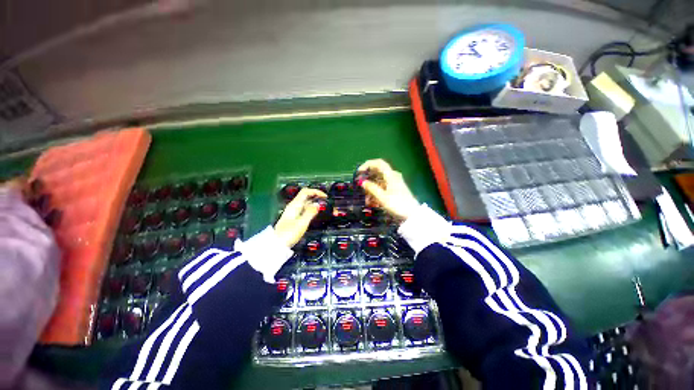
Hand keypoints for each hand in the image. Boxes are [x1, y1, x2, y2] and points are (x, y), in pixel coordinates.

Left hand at [274, 188, 326, 247]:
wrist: (277, 245)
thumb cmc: (288, 234)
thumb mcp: (302, 223)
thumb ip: (310, 212)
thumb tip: (318, 204)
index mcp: (295, 205)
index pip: (305, 192)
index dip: (316, 192)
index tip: (325, 197)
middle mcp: (294, 207)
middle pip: (306, 197)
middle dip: (317, 198)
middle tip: (326, 202)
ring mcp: (293, 212)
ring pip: (306, 204)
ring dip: (315, 204)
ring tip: (324, 209)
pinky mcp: (294, 218)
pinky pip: (304, 210)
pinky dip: (311, 210)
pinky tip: (316, 214)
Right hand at [356, 159, 418, 221]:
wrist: (412, 215)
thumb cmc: (398, 205)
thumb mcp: (382, 197)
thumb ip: (372, 188)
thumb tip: (362, 181)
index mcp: (391, 175)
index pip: (378, 163)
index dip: (367, 164)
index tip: (359, 172)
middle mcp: (393, 176)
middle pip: (377, 172)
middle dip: (368, 179)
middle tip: (360, 186)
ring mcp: (394, 183)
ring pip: (379, 182)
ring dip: (371, 189)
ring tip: (367, 200)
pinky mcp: (395, 189)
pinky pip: (383, 187)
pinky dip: (376, 193)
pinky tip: (372, 202)